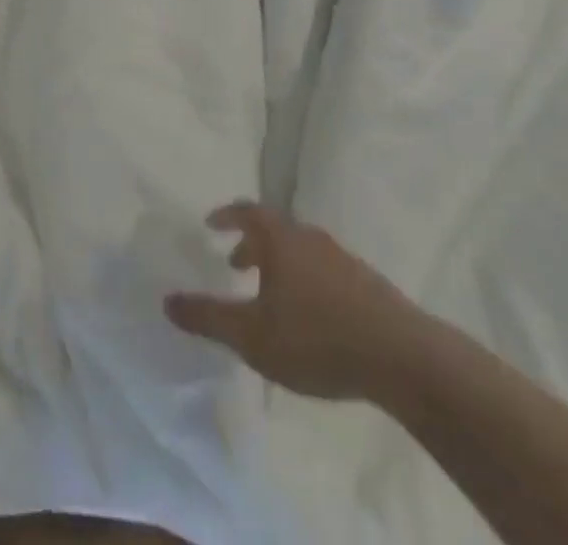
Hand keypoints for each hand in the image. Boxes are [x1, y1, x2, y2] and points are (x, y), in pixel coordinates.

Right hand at [164, 202, 410, 400]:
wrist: (400, 355)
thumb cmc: (316, 338)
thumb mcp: (252, 335)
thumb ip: (208, 318)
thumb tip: (167, 300)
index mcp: (281, 239)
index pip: (247, 211)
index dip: (227, 215)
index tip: (211, 224)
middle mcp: (310, 237)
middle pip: (275, 229)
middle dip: (251, 244)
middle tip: (235, 264)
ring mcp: (341, 258)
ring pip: (300, 250)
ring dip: (279, 264)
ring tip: (269, 295)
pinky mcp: (365, 283)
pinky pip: (323, 269)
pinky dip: (305, 280)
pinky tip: (308, 316)